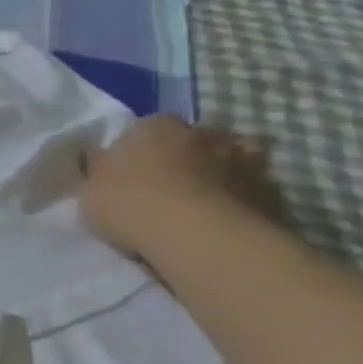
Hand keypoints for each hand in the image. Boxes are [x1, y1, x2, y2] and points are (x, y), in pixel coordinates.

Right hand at [82, 115, 285, 259]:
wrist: (198, 237)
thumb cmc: (131, 204)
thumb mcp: (90, 189)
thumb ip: (98, 169)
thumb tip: (98, 156)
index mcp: (155, 125)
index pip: (144, 128)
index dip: (136, 149)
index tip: (128, 172)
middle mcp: (203, 132)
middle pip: (190, 140)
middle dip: (182, 157)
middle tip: (166, 186)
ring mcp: (244, 159)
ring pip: (227, 160)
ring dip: (217, 174)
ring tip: (201, 203)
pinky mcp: (272, 190)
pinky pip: (251, 190)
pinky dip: (242, 199)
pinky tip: (227, 219)